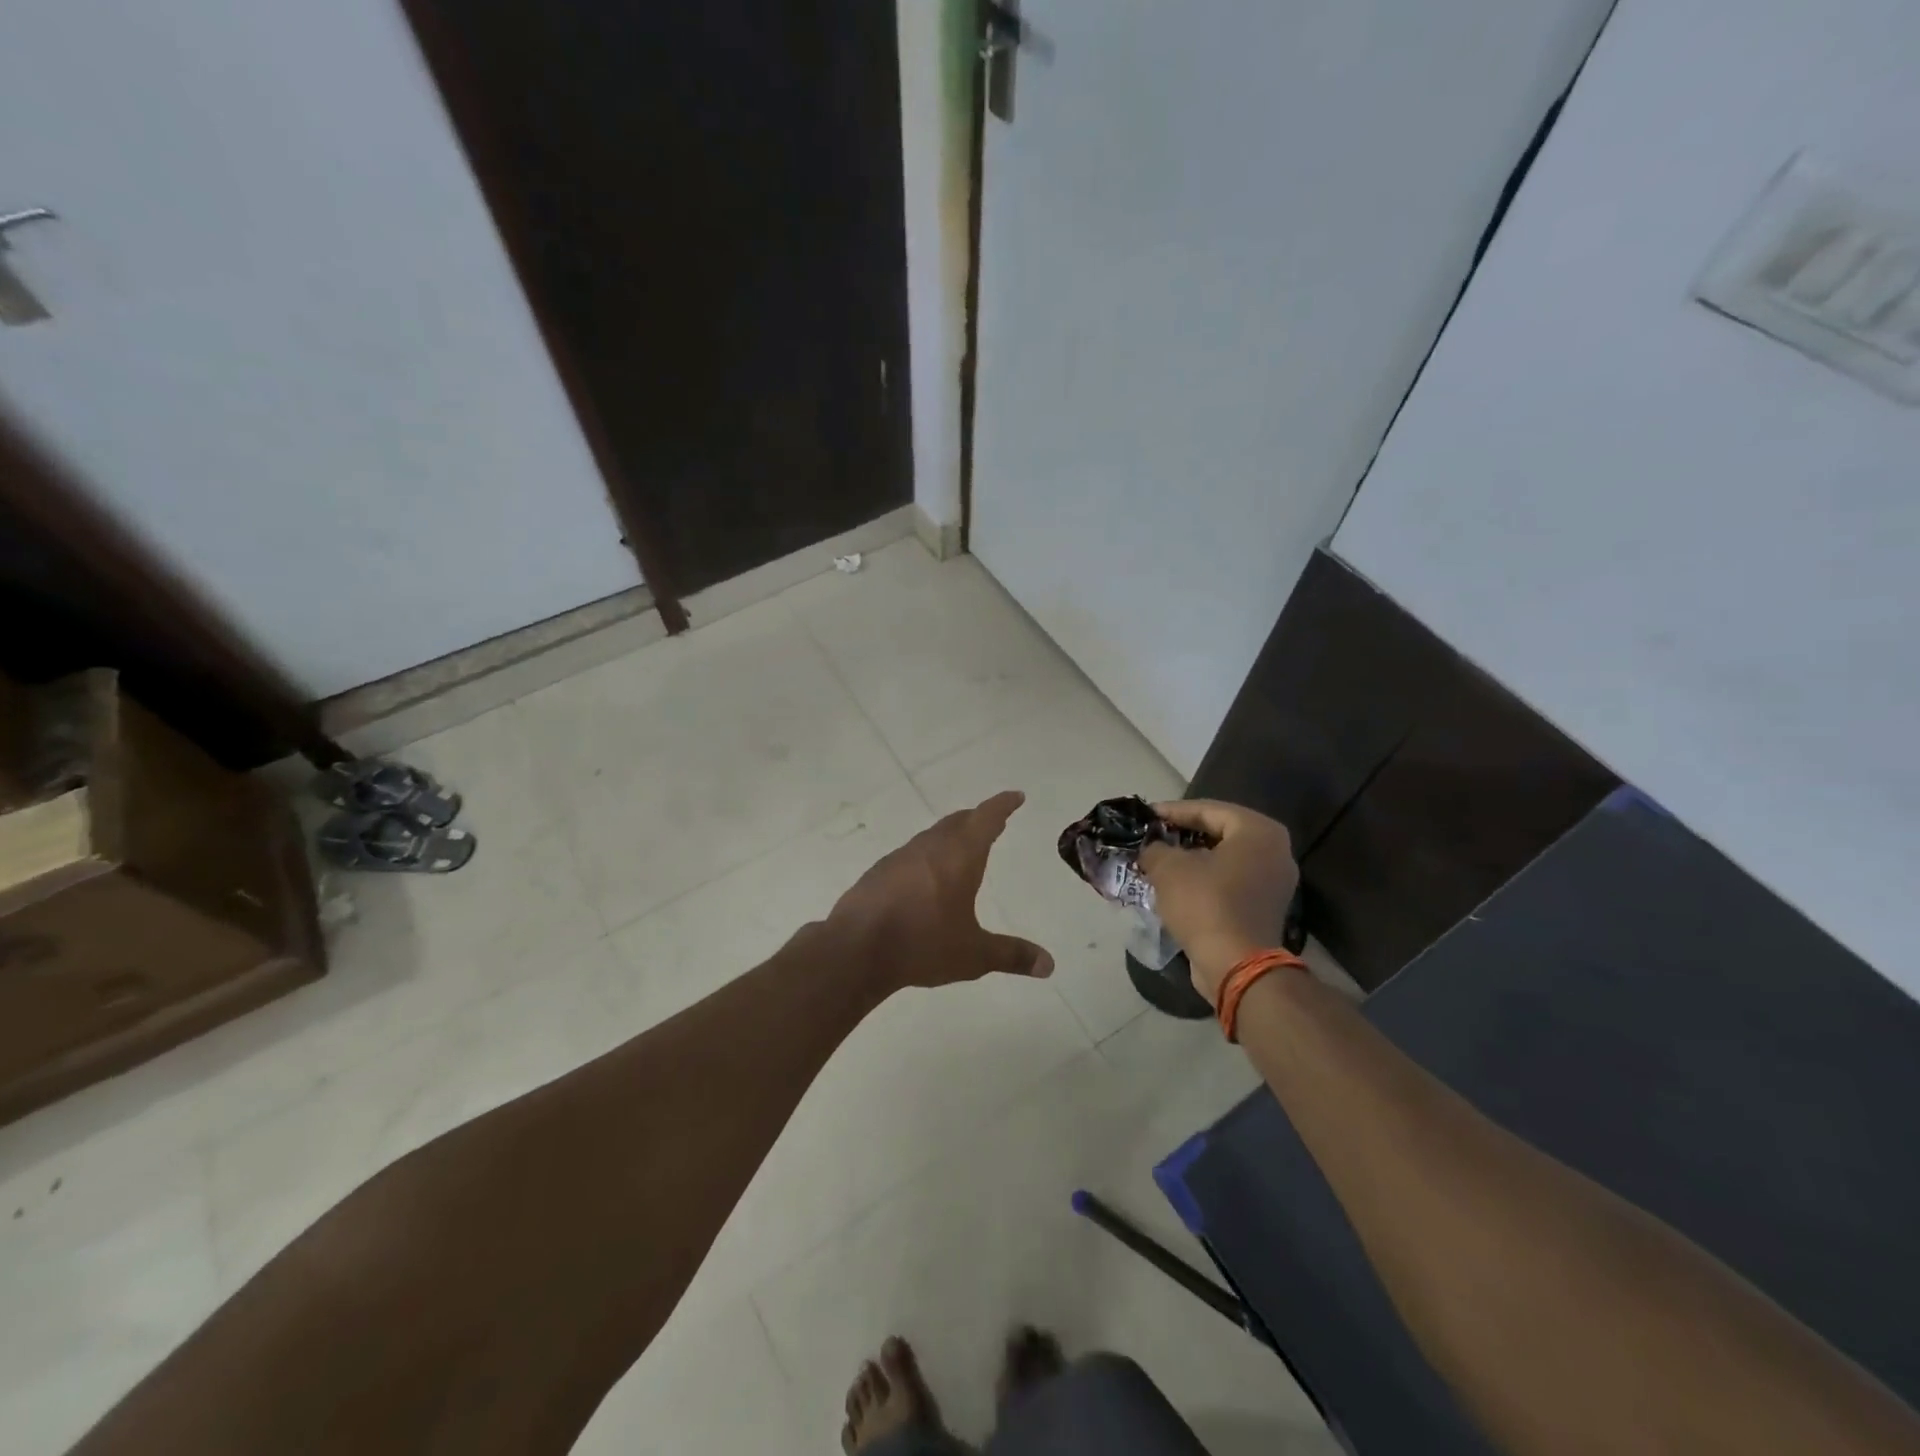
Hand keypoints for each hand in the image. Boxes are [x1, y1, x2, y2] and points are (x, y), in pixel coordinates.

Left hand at [827, 790, 1053, 993]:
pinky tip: (924, 877)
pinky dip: (927, 856)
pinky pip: (911, 855)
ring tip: (961, 848)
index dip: (1002, 806)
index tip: (1015, 796)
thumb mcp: (974, 955)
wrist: (856, 949)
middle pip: (958, 822)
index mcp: (959, 856)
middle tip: (992, 821)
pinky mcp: (878, 872)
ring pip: (932, 837)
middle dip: (977, 819)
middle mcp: (930, 848)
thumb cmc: (923, 944)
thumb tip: (1049, 965)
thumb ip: (1011, 956)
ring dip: (950, 836)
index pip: (986, 819)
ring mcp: (900, 857)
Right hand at [1138, 799, 1297, 1004]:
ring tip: (1159, 859)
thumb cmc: (1205, 904)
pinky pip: (1230, 882)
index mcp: (1258, 831)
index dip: (1172, 811)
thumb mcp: (1168, 868)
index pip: (1208, 809)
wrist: (1236, 965)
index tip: (1145, 816)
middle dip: (1182, 834)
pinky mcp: (1265, 908)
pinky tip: (1175, 885)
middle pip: (1219, 832)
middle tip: (1152, 835)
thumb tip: (1151, 848)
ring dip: (1192, 859)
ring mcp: (1274, 882)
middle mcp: (1274, 851)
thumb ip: (1156, 848)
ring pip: (1224, 859)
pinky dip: (1205, 879)